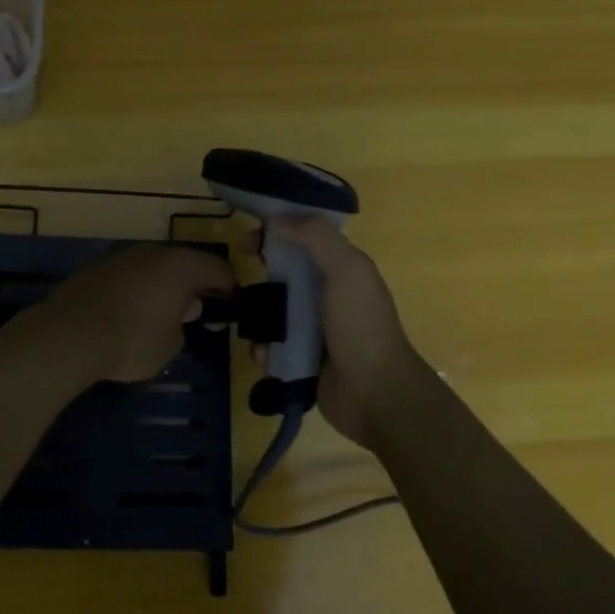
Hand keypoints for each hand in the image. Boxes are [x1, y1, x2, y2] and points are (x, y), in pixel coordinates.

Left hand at [44, 244, 235, 382]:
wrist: (70, 334)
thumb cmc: (133, 339)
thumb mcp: (170, 345)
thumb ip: (182, 326)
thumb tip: (179, 313)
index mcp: (180, 266)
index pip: (216, 268)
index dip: (228, 285)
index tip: (233, 301)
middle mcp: (152, 253)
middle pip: (182, 264)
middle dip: (193, 284)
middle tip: (199, 308)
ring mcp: (121, 258)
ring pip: (152, 269)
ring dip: (162, 286)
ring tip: (164, 312)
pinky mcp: (95, 270)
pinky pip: (128, 278)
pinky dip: (136, 291)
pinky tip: (131, 313)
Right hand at [262, 215, 427, 450]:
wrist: (375, 394)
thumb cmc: (361, 325)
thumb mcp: (347, 269)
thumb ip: (316, 237)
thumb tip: (277, 219)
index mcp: (340, 268)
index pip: (303, 239)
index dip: (275, 232)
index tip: (247, 239)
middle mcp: (326, 294)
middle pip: (282, 274)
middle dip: (260, 277)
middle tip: (239, 284)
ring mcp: (313, 329)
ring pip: (272, 312)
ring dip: (258, 318)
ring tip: (253, 327)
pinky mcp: (301, 359)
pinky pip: (271, 347)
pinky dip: (264, 350)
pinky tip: (265, 356)